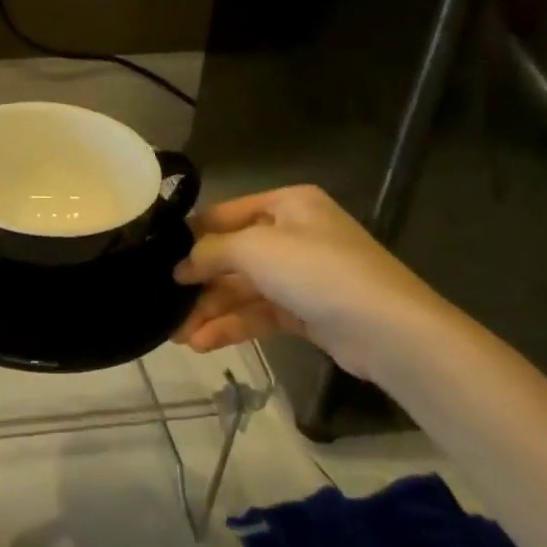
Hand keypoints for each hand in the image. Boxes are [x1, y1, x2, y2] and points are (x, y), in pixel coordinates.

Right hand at [172, 186, 464, 382]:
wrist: (389, 330)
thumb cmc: (317, 270)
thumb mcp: (254, 248)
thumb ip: (211, 251)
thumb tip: (181, 265)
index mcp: (288, 204)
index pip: (226, 214)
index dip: (192, 236)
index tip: (158, 258)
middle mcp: (295, 234)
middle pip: (234, 256)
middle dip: (200, 283)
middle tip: (165, 304)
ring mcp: (303, 275)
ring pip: (244, 289)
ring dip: (211, 310)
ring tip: (178, 335)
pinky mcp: (308, 312)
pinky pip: (260, 313)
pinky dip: (232, 326)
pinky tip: (203, 342)